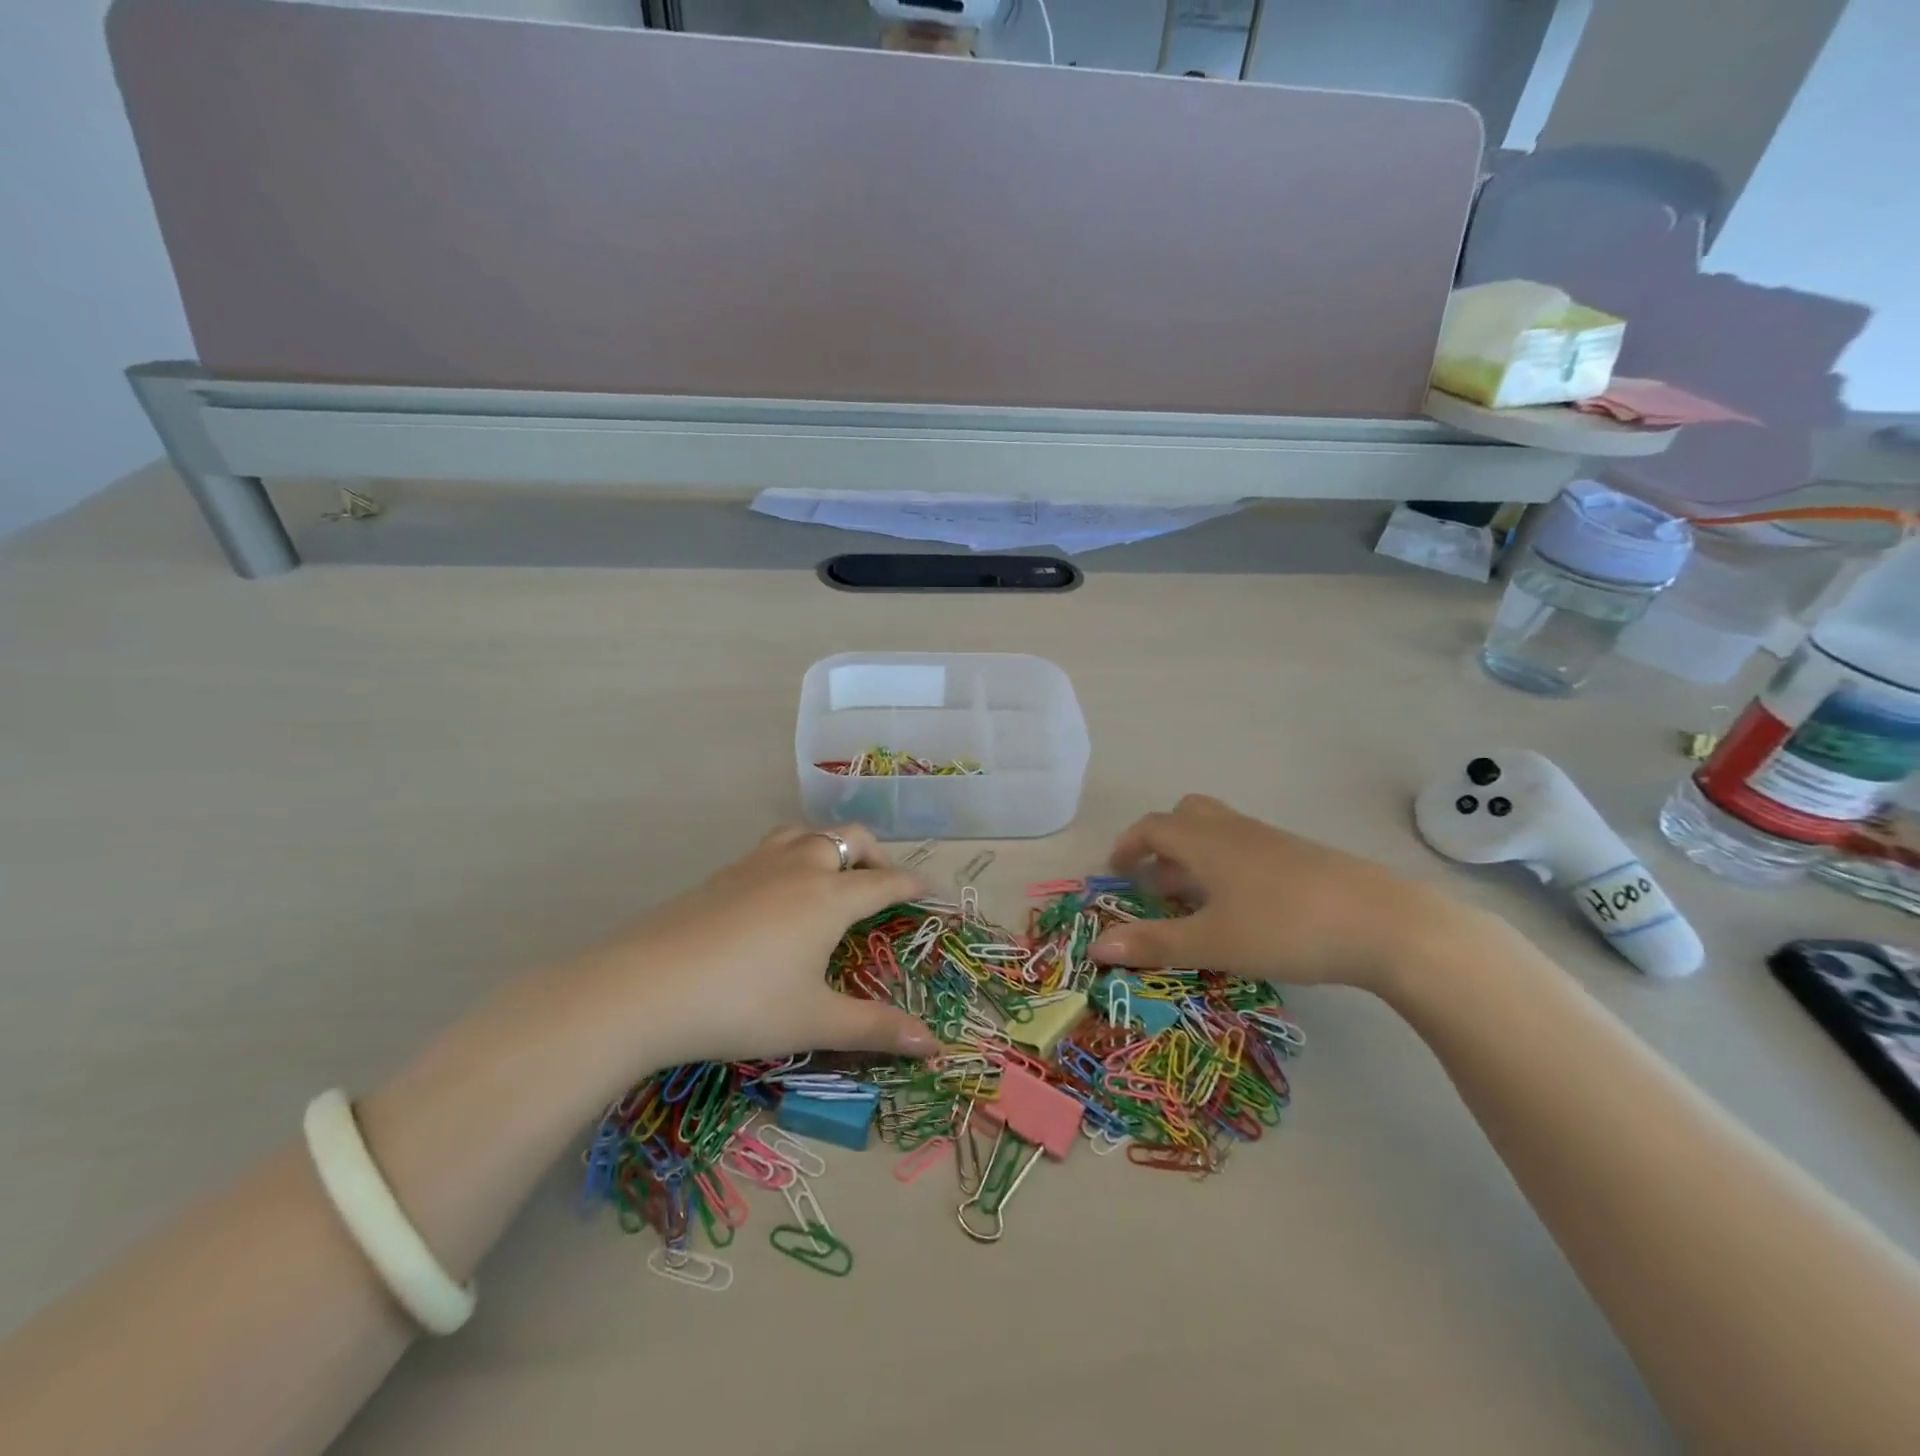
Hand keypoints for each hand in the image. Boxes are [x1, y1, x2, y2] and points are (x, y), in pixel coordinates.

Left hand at [572, 825, 938, 1069]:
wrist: (646, 987)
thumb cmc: (743, 1005)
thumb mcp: (814, 1021)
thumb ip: (876, 1029)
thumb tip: (934, 1046)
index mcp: (830, 897)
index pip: (885, 881)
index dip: (912, 884)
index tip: (931, 889)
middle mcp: (800, 868)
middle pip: (850, 839)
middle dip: (876, 854)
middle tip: (883, 883)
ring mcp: (757, 865)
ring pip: (807, 833)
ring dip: (831, 845)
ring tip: (832, 874)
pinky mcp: (723, 874)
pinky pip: (773, 847)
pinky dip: (794, 854)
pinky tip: (778, 890)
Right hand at [1091, 794, 1474, 991]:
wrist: (1383, 923)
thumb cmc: (1284, 928)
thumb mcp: (1212, 943)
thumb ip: (1154, 943)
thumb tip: (1097, 947)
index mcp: (1204, 841)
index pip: (1152, 827)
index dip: (1127, 846)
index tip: (1115, 874)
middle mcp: (1233, 830)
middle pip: (1186, 816)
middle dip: (1161, 842)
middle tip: (1154, 881)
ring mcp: (1270, 840)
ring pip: (1218, 832)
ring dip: (1194, 856)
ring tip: (1193, 901)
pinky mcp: (1300, 856)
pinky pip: (1245, 848)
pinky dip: (1225, 866)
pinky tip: (1241, 908)